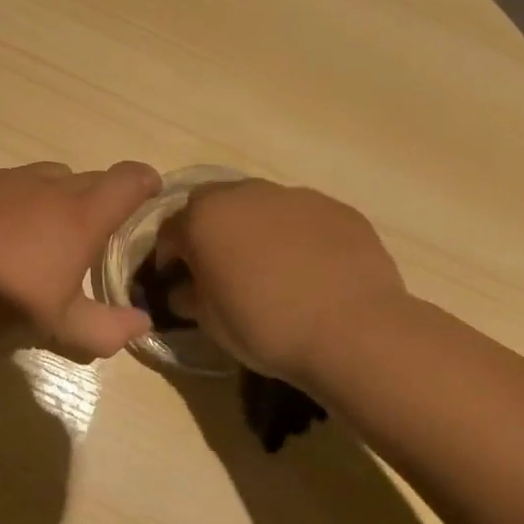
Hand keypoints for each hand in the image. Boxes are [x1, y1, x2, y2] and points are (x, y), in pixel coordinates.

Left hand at [0, 161, 162, 360]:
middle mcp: (50, 186)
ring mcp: (9, 181)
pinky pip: (11, 183)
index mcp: (81, 216)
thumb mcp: (62, 327)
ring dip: (59, 198)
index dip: (145, 182)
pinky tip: (3, 232)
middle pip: (91, 179)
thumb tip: (143, 324)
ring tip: (45, 234)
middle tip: (92, 236)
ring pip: (50, 177)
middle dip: (100, 200)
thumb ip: (110, 328)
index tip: (149, 195)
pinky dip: (20, 200)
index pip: (129, 179)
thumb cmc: (5, 307)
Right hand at [154, 179, 408, 385]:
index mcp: (205, 217)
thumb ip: (190, 297)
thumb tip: (184, 290)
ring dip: (255, 229)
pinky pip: (303, 218)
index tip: (177, 280)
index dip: (170, 255)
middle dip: (211, 231)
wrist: (353, 330)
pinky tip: (311, 270)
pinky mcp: (336, 208)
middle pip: (215, 205)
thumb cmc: (266, 326)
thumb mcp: (211, 322)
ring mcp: (295, 196)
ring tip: (271, 268)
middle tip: (221, 268)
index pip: (171, 229)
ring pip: (261, 206)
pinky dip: (297, 236)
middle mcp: (246, 193)